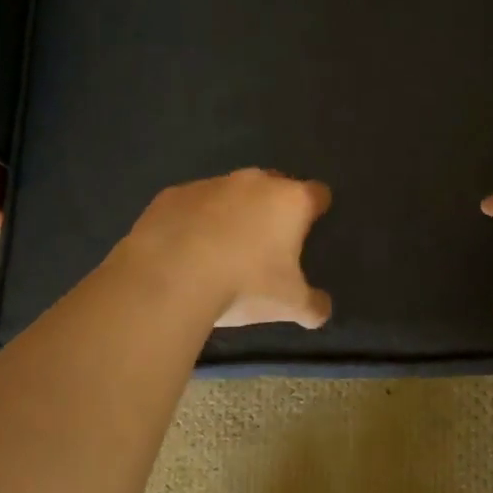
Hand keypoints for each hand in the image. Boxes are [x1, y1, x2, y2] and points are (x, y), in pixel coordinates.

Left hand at [122, 169, 332, 328]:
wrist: (169, 277)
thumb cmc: (244, 285)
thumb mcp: (289, 305)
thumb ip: (313, 305)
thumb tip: (322, 310)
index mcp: (290, 201)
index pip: (317, 193)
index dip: (316, 209)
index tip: (310, 228)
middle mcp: (254, 182)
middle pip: (274, 186)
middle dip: (273, 208)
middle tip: (267, 243)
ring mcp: (211, 184)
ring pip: (231, 193)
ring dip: (232, 213)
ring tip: (222, 249)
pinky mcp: (173, 194)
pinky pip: (193, 204)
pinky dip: (195, 220)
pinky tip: (186, 249)